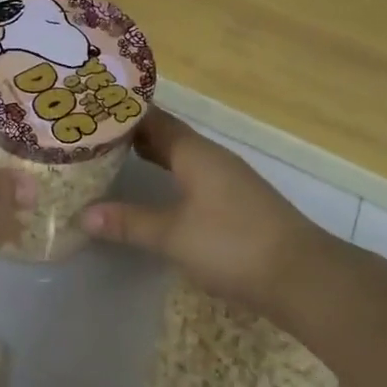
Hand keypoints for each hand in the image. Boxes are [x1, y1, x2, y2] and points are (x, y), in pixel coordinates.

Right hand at [81, 109, 334, 312]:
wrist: (302, 276)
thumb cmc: (233, 245)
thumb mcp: (173, 235)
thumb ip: (129, 222)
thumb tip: (83, 214)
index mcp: (196, 153)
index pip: (154, 119)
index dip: (124, 114)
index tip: (91, 110)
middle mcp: (213, 158)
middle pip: (168, 136)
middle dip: (133, 134)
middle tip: (92, 136)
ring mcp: (229, 180)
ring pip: (182, 157)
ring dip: (152, 155)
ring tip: (114, 159)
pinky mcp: (238, 204)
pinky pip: (194, 177)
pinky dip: (169, 176)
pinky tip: (156, 192)